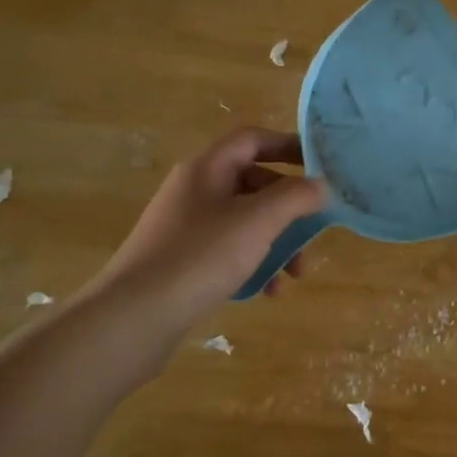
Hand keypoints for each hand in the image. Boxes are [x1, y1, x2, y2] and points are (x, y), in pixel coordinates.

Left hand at [87, 127, 327, 328]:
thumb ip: (295, 197)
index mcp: (207, 169)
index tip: (321, 166)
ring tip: (296, 273)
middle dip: (290, 207)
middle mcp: (195, 191)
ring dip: (277, 241)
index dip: (289, 146)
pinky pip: (229, 250)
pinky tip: (268, 290)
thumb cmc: (200, 256)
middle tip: (315, 230)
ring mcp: (186, 227)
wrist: (134, 316)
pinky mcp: (182, 260)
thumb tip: (321, 186)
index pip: (253, 140)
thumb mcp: (257, 221)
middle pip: (253, 183)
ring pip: (245, 221)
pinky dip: (254, 263)